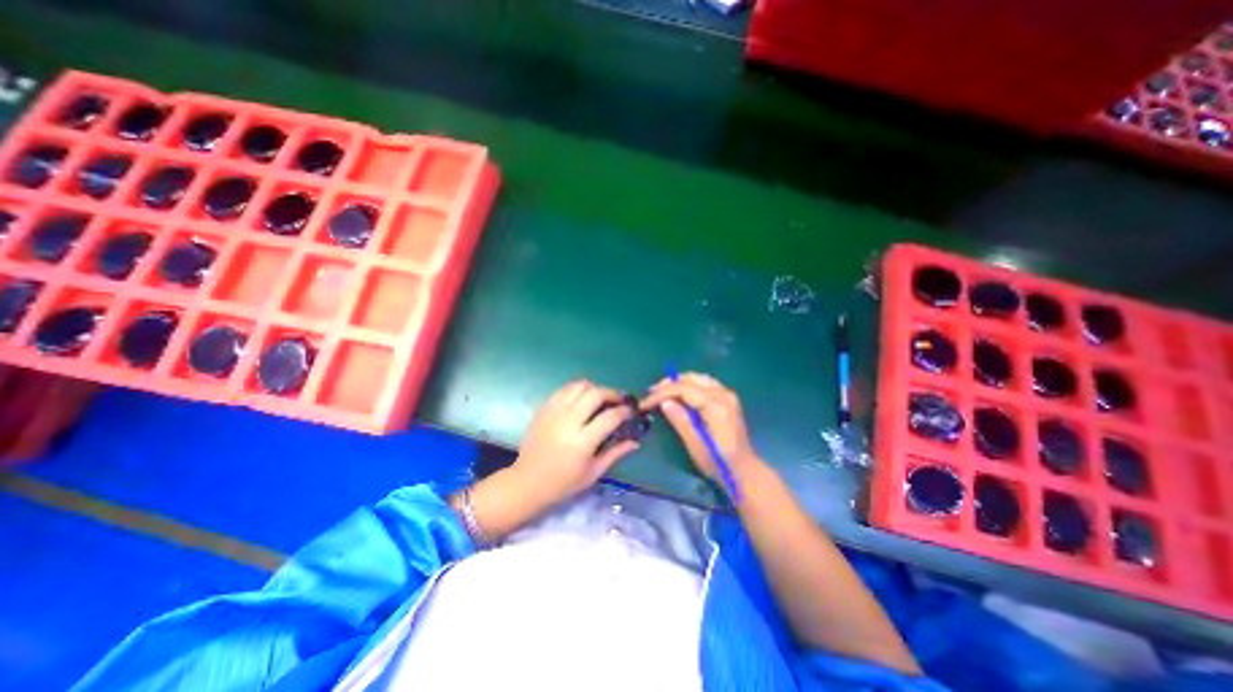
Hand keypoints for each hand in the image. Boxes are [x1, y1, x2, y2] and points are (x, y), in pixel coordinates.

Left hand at [514, 379, 646, 506]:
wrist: (527, 481)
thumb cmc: (563, 482)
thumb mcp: (594, 472)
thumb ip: (616, 453)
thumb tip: (636, 441)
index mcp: (582, 441)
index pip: (610, 417)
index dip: (624, 411)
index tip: (630, 411)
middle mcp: (568, 422)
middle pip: (595, 393)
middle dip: (611, 393)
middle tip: (617, 401)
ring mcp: (554, 412)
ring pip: (579, 386)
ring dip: (594, 389)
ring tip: (600, 398)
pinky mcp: (544, 408)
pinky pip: (564, 389)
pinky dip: (577, 390)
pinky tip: (581, 399)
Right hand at [640, 376, 768, 482]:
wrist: (744, 470)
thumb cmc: (718, 461)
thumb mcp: (695, 444)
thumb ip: (680, 420)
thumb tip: (664, 402)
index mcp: (716, 405)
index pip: (683, 389)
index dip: (662, 393)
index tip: (645, 402)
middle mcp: (723, 394)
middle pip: (691, 379)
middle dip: (669, 384)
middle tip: (651, 394)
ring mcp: (727, 395)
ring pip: (698, 378)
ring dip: (679, 382)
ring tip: (662, 392)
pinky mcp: (728, 399)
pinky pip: (705, 383)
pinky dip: (690, 385)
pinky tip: (680, 394)